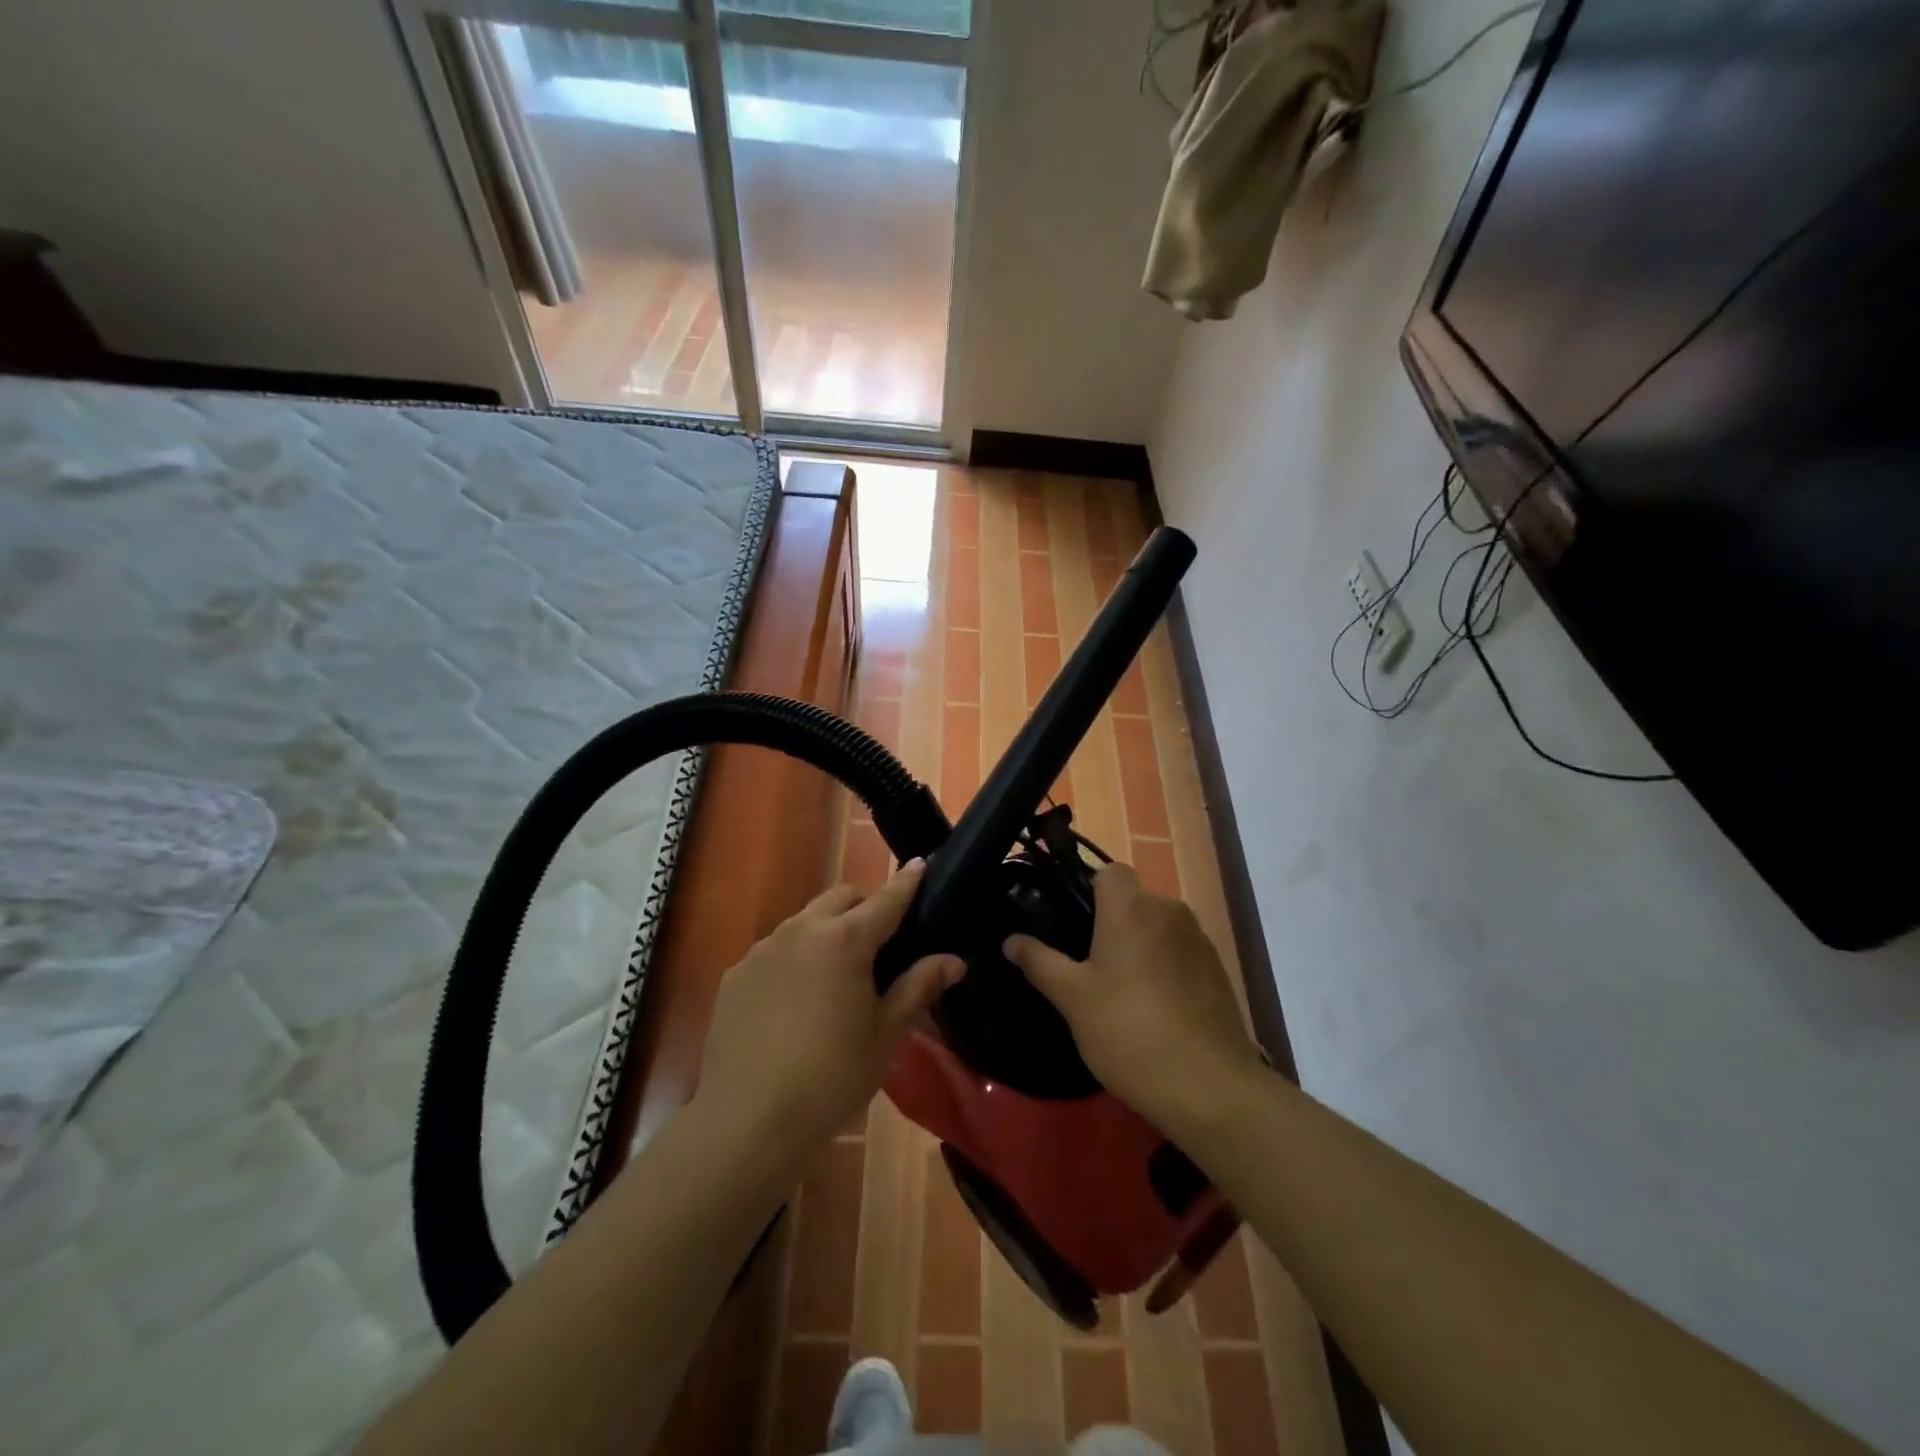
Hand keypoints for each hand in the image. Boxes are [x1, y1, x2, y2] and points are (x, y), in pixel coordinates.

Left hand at [695, 860, 964, 1159]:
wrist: (748, 1121)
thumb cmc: (833, 1076)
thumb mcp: (886, 1034)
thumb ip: (918, 987)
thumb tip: (953, 960)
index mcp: (845, 941)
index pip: (886, 899)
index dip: (907, 882)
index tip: (922, 863)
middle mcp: (801, 931)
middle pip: (841, 898)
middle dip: (863, 907)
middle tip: (878, 945)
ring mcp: (762, 951)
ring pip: (804, 922)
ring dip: (826, 932)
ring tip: (834, 978)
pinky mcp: (735, 975)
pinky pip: (773, 952)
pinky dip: (793, 960)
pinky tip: (794, 1004)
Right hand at [1003, 862, 1261, 1129]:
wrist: (1207, 1086)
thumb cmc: (1128, 1030)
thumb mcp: (1072, 998)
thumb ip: (1039, 961)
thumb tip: (1010, 940)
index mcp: (1132, 907)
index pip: (1108, 871)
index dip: (1088, 889)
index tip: (1071, 923)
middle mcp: (1169, 910)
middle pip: (1134, 899)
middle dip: (1111, 922)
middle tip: (1086, 963)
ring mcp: (1199, 939)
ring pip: (1158, 926)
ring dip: (1139, 944)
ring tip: (1120, 989)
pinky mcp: (1218, 969)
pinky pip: (1180, 951)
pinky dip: (1165, 965)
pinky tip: (1154, 1007)